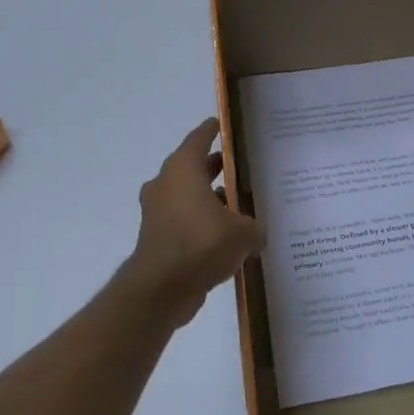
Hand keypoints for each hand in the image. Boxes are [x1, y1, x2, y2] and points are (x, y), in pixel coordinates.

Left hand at [126, 118, 264, 328]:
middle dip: (215, 167)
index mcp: (183, 169)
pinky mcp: (156, 237)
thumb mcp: (243, 233)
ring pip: (187, 196)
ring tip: (238, 205)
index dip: (213, 130)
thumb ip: (254, 227)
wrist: (161, 289)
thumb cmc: (202, 244)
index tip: (224, 125)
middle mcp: (166, 184)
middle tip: (241, 168)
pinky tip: (226, 236)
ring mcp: (157, 212)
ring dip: (208, 198)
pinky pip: (184, 221)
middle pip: (193, 167)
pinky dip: (201, 223)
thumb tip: (257, 233)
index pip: (199, 139)